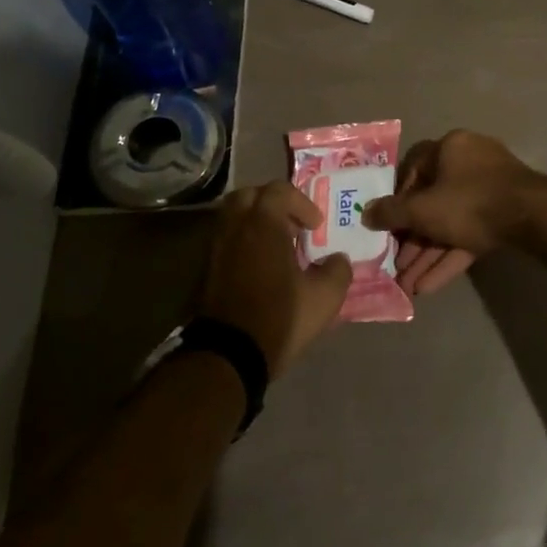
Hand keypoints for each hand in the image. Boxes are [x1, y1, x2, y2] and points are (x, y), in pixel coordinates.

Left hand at [200, 181, 350, 375]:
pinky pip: (226, 240)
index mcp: (263, 224)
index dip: (301, 203)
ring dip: (256, 222)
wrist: (228, 355)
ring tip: (276, 246)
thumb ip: (338, 271)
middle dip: (272, 203)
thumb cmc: (279, 318)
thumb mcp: (324, 298)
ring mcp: (217, 248)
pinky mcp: (207, 270)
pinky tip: (261, 267)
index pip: (279, 190)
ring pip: (233, 217)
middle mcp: (236, 228)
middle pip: (249, 195)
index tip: (315, 226)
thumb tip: (338, 259)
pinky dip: (243, 242)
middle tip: (291, 225)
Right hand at [362, 130, 541, 297]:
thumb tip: (365, 213)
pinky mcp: (504, 214)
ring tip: (408, 285)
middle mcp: (470, 162)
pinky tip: (429, 287)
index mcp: (450, 148)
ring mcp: (490, 188)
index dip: (397, 198)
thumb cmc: (469, 202)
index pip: (414, 169)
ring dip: (429, 253)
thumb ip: (391, 212)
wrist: (532, 218)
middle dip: (413, 238)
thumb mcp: (422, 209)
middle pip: (432, 201)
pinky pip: (471, 233)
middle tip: (396, 265)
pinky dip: (451, 256)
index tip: (387, 223)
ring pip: (451, 222)